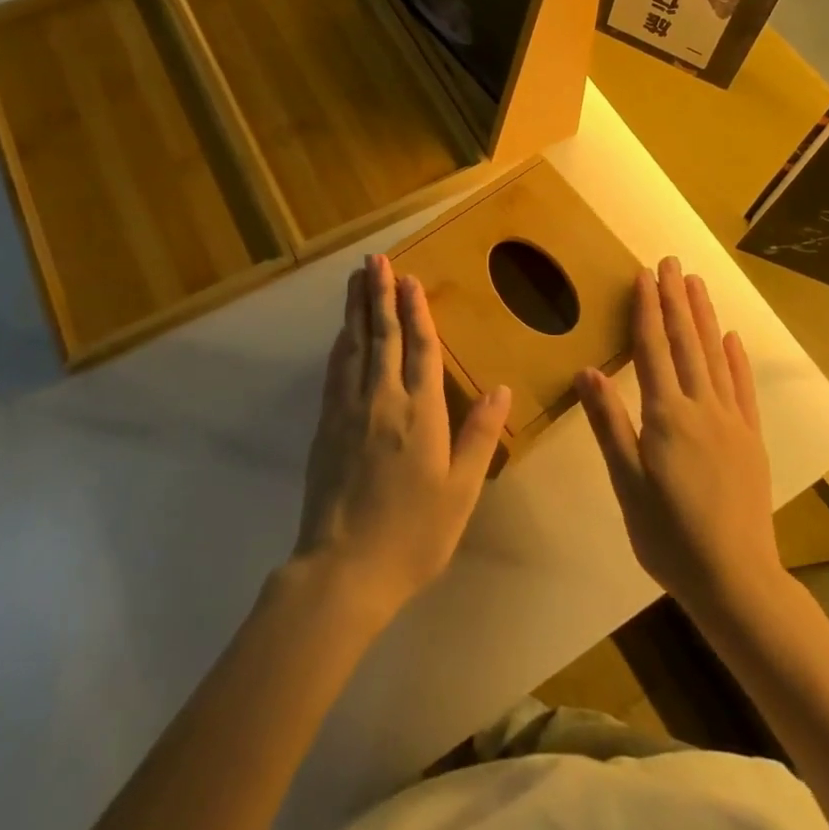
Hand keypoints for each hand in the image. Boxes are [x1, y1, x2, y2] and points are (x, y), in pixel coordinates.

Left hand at [293, 254, 511, 624]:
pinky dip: (340, 345)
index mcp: (420, 411)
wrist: (344, 569)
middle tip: (375, 260)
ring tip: (356, 279)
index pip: (420, 347)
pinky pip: (335, 372)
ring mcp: (349, 410)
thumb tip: (502, 387)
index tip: (409, 278)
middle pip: (382, 336)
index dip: (415, 310)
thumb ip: (479, 435)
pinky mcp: (326, 426)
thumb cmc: (413, 533)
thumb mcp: (461, 490)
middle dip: (379, 295)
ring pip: (354, 346)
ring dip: (356, 310)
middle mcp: (382, 399)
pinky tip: (341, 334)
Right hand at [577, 257, 778, 619]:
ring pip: (715, 356)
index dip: (647, 310)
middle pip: (686, 342)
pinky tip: (732, 338)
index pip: (653, 349)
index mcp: (667, 416)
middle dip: (676, 299)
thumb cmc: (669, 535)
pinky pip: (742, 388)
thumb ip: (608, 424)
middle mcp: (702, 407)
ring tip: (696, 283)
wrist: (736, 580)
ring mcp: (732, 422)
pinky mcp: (751, 440)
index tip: (644, 275)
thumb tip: (586, 372)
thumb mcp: (626, 483)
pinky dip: (736, 358)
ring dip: (704, 316)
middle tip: (671, 261)